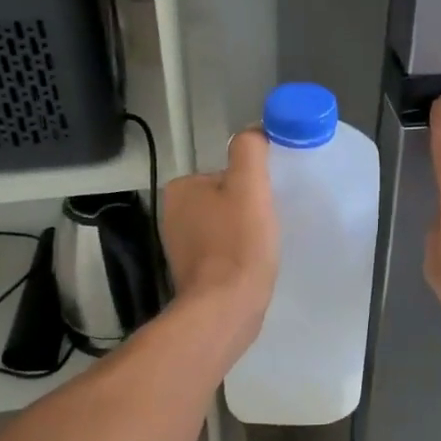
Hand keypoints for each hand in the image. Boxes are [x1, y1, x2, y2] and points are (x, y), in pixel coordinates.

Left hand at [161, 129, 279, 354]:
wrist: (226, 309)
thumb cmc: (238, 244)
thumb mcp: (249, 186)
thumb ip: (250, 151)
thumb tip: (255, 132)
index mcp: (181, 188)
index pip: (227, 174)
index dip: (253, 186)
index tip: (267, 203)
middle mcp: (173, 214)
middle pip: (226, 199)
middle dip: (249, 210)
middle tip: (268, 226)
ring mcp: (180, 246)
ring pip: (226, 226)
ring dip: (245, 233)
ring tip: (261, 249)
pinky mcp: (193, 273)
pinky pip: (223, 251)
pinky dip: (238, 255)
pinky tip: (251, 266)